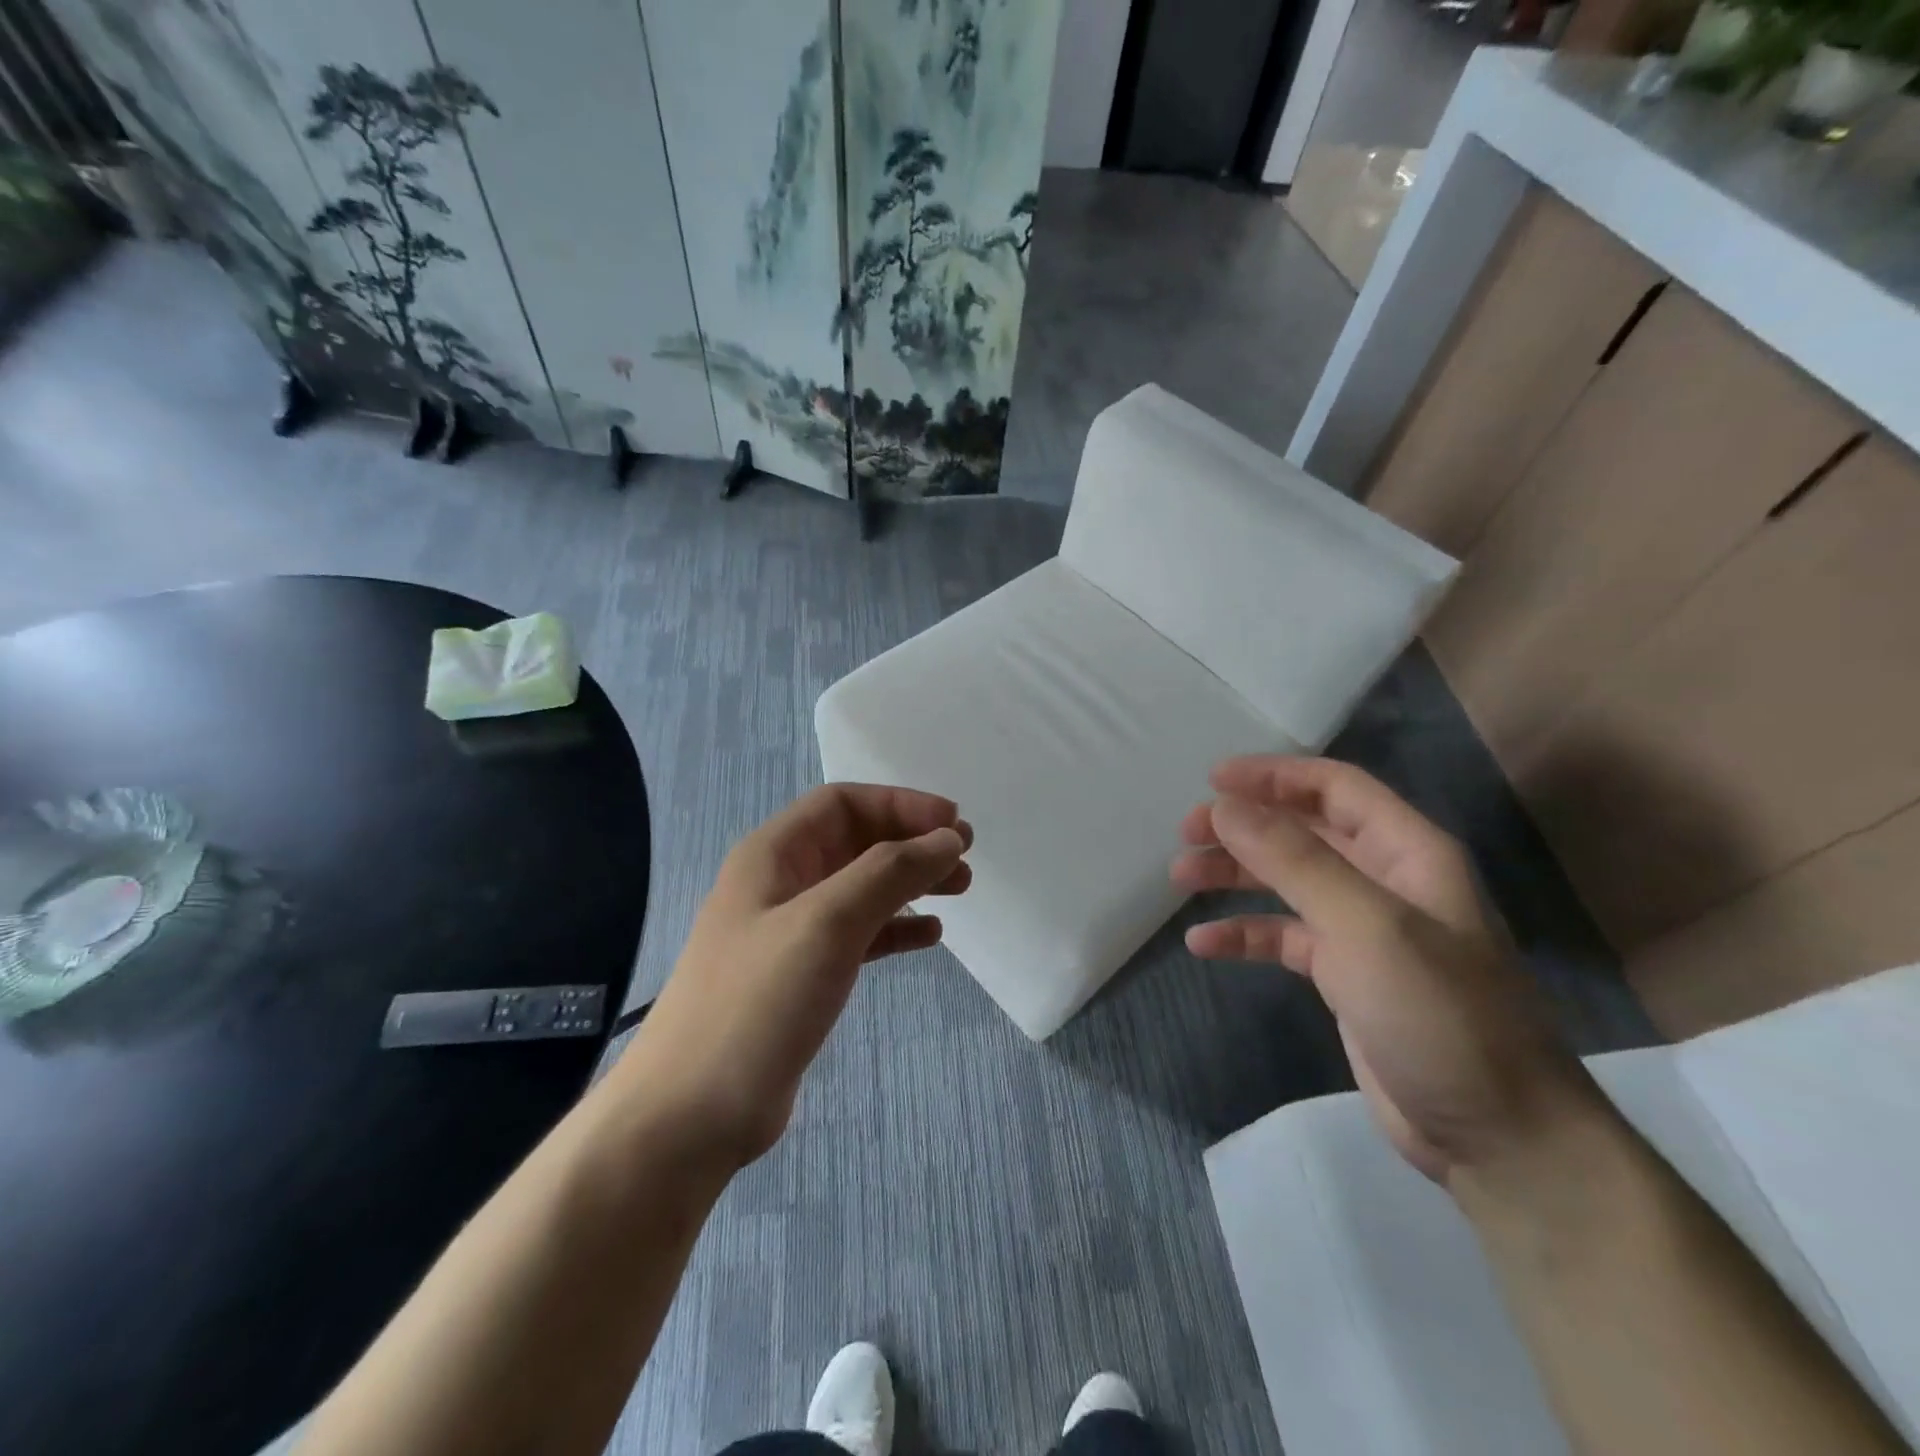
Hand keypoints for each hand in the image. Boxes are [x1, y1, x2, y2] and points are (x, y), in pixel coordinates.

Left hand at [627, 784, 971, 1168]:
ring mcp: (790, 933)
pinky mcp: (802, 977)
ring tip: (960, 889)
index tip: (953, 824)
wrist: (690, 1114)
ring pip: (861, 888)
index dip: (901, 805)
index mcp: (772, 854)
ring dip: (910, 882)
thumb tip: (948, 839)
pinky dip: (895, 928)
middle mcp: (780, 883)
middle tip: (965, 857)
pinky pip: (859, 935)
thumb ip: (890, 872)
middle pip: (855, 842)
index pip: (843, 804)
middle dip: (911, 842)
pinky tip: (929, 936)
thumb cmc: (757, 1002)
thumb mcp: (827, 922)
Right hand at [1173, 756, 1598, 1185]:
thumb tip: (1227, 806)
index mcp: (1408, 853)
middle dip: (1244, 826)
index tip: (1213, 779)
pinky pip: (1283, 937)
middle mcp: (1385, 882)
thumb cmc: (1439, 1014)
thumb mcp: (1366, 926)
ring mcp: (1364, 931)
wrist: (1496, 1137)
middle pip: (1304, 831)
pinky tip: (1203, 943)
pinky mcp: (1345, 976)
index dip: (1275, 775)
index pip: (1336, 788)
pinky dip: (1244, 933)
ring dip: (1235, 875)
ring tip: (1181, 877)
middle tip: (1187, 832)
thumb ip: (1294, 860)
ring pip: (1287, 882)